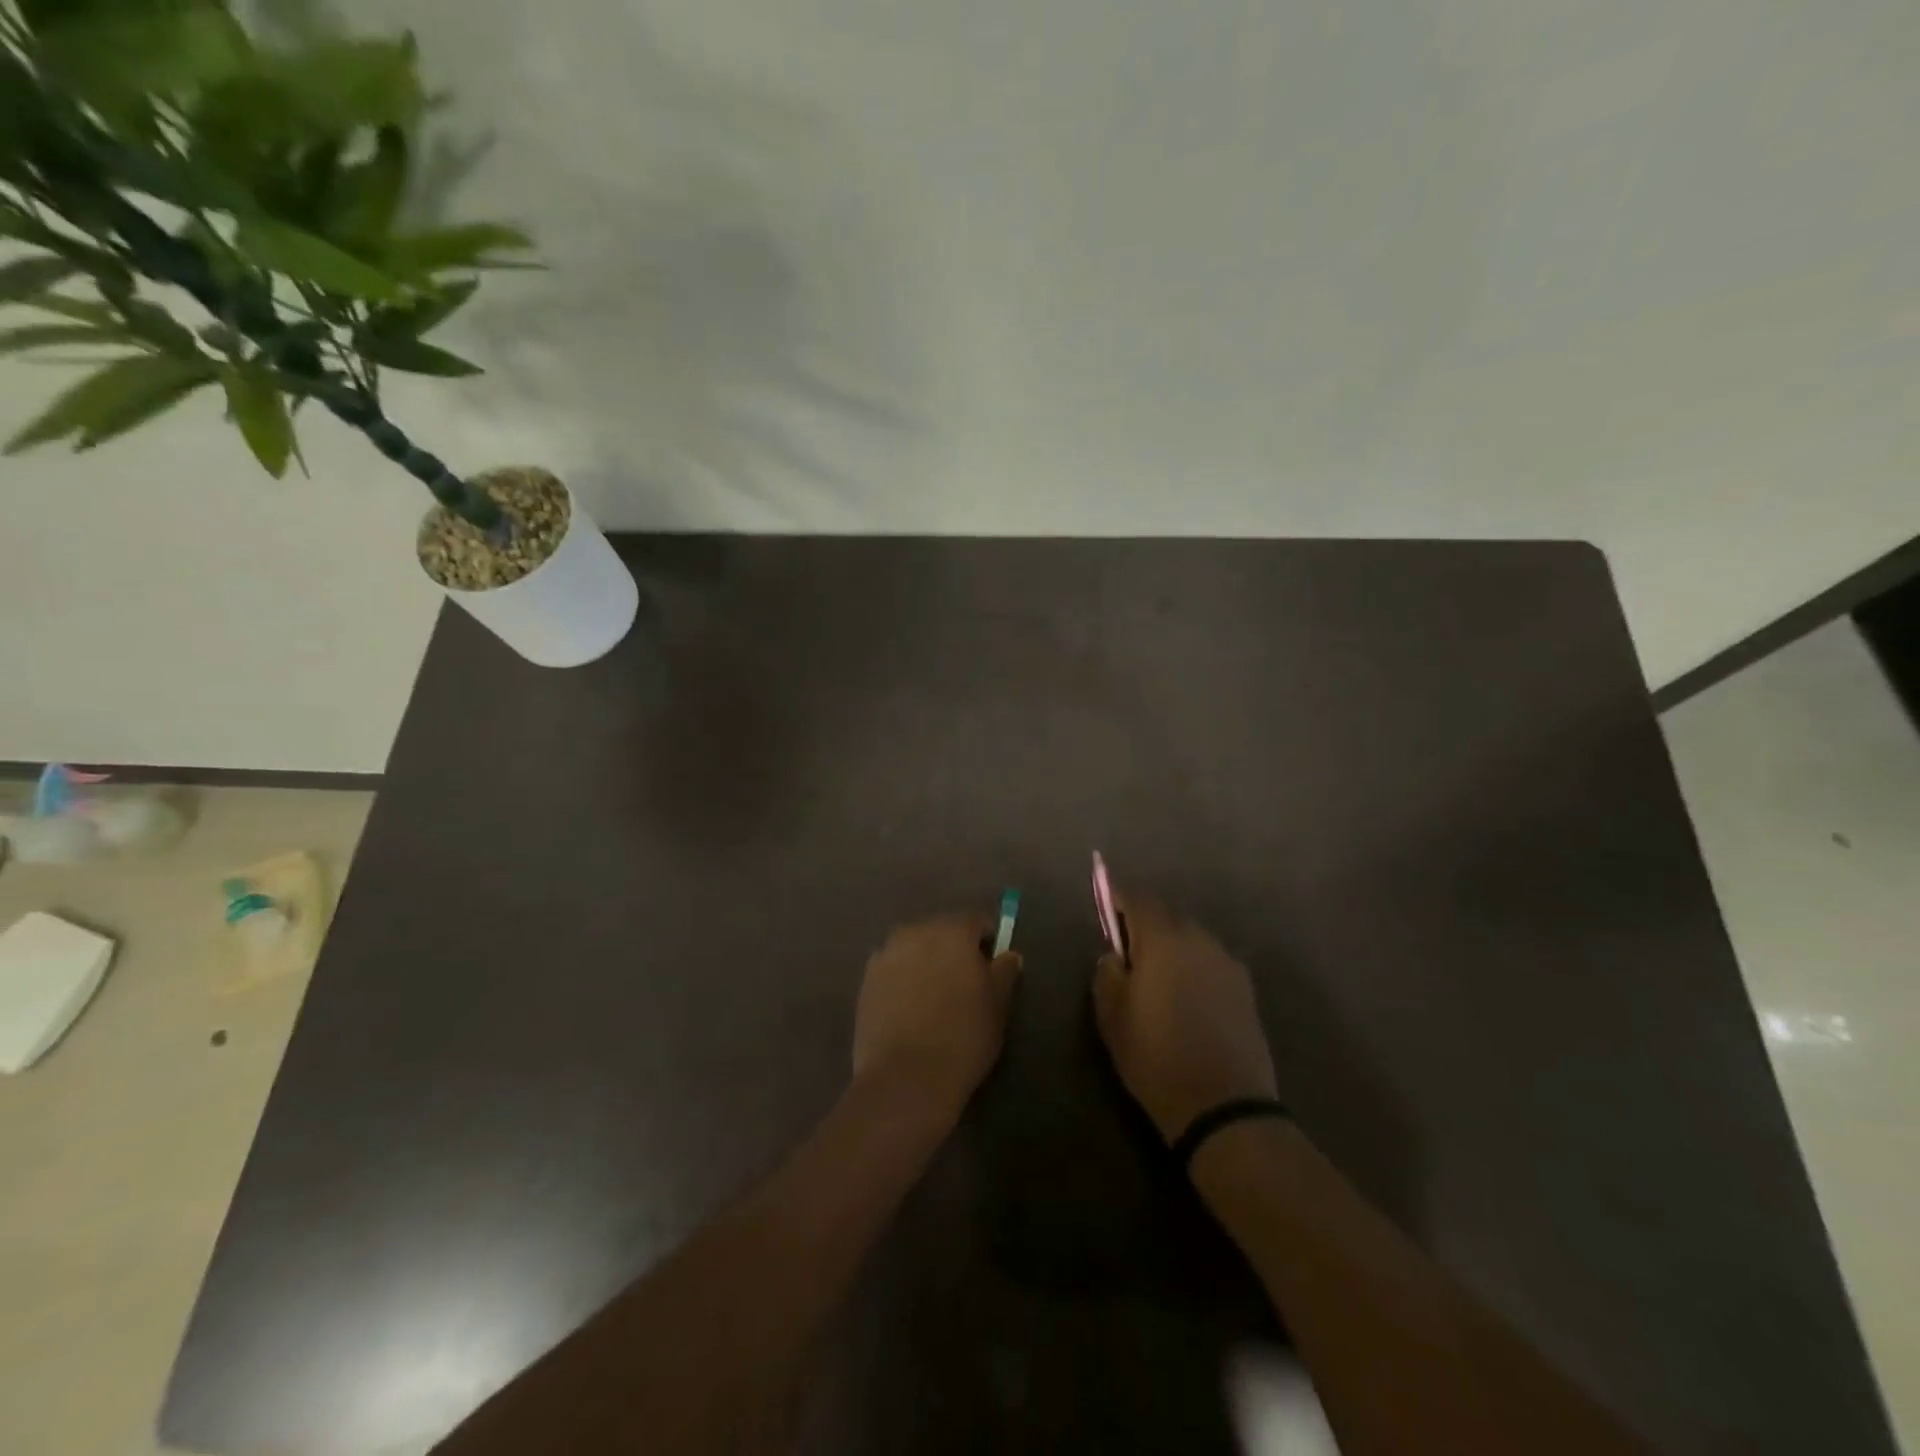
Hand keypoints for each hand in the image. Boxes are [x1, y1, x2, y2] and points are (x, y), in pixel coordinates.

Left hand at [852, 912, 1022, 1126]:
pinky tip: (910, 1007)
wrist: (905, 1079)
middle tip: (964, 982)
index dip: (988, 941)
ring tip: (935, 996)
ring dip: (927, 961)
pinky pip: (894, 968)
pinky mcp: (866, 979)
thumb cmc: (963, 1038)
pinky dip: (904, 978)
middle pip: (942, 930)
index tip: (992, 966)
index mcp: (952, 931)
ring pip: (915, 948)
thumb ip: (1004, 972)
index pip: (977, 922)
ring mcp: (886, 954)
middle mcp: (915, 932)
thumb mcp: (998, 1006)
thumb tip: (1007, 954)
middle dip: (954, 949)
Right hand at [1092, 891, 1277, 1143]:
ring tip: (1158, 977)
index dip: (1119, 898)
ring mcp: (1228, 963)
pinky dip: (1195, 969)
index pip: (1139, 899)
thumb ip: (1107, 974)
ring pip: (1192, 940)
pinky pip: (1211, 964)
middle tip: (1129, 951)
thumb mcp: (1111, 1017)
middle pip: (1168, 916)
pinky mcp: (1246, 990)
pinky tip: (1187, 998)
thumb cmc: (1156, 1057)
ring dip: (1173, 948)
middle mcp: (1199, 940)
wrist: (1224, 1107)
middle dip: (1147, 925)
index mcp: (1163, 939)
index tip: (1106, 906)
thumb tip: (1115, 956)